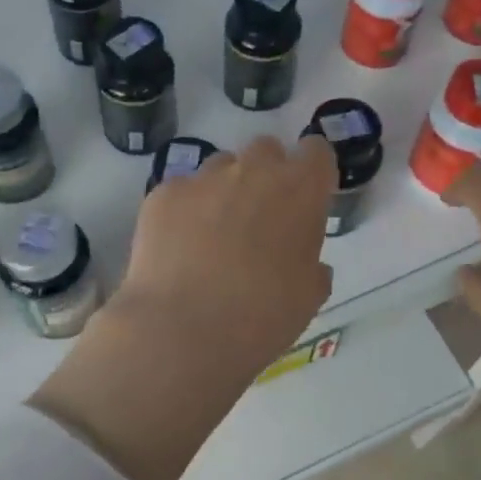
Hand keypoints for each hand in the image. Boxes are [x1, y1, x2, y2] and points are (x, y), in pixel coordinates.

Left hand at [116, 134, 336, 378]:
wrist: (184, 328)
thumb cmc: (262, 316)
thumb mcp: (308, 297)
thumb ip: (312, 266)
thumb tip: (307, 263)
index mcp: (301, 190)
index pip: (316, 152)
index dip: (312, 172)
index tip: (307, 197)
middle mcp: (254, 170)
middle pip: (266, 151)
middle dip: (266, 175)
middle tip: (259, 219)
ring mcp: (204, 178)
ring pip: (221, 167)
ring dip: (224, 190)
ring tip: (213, 236)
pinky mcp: (164, 193)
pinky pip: (182, 191)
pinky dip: (184, 211)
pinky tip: (178, 248)